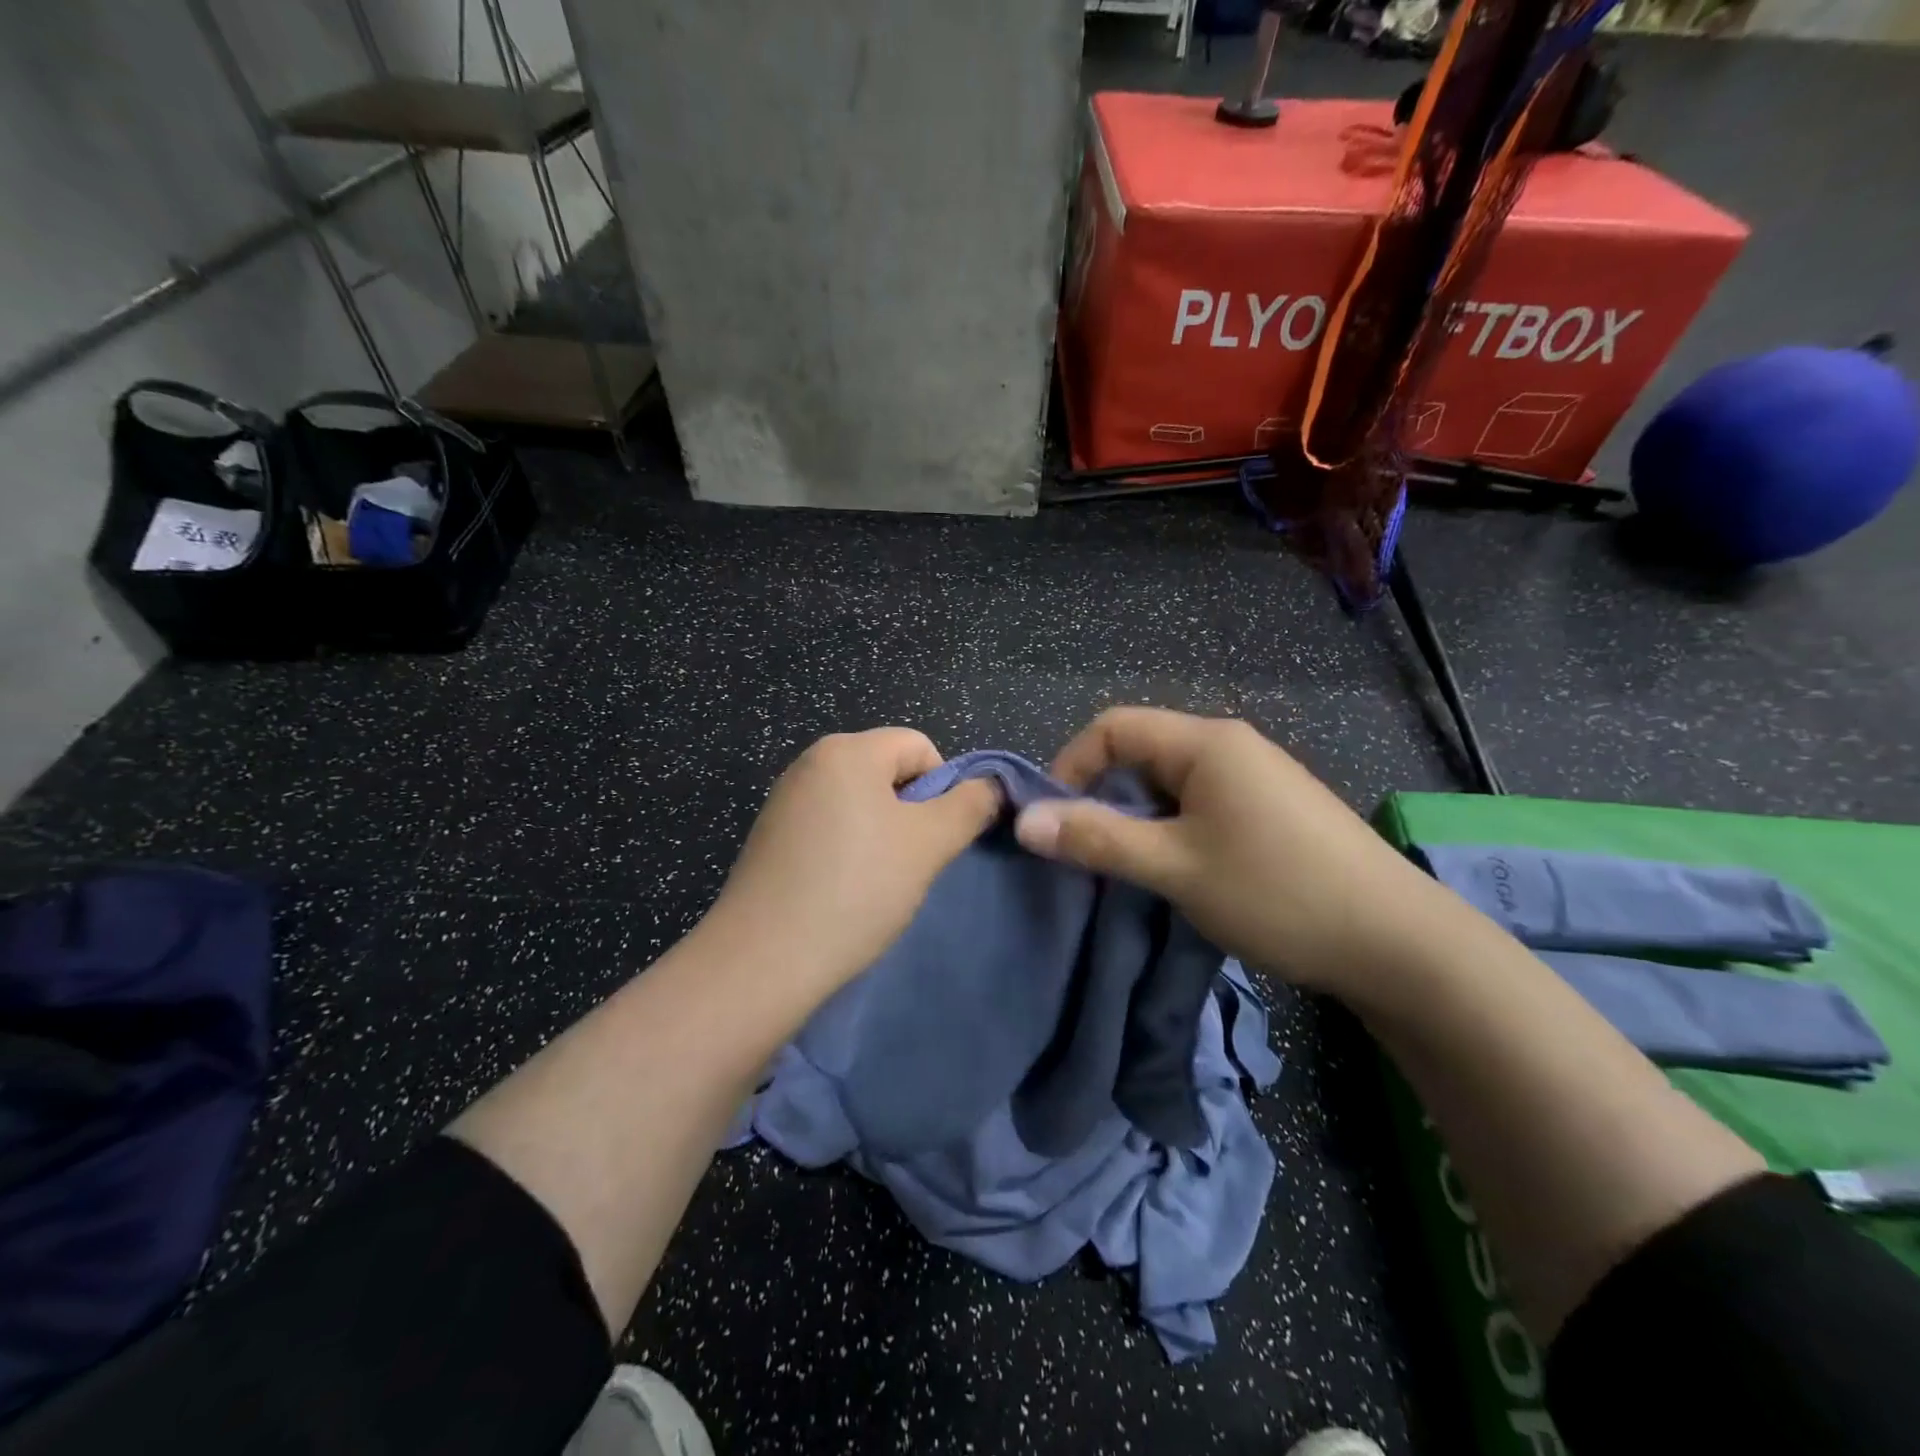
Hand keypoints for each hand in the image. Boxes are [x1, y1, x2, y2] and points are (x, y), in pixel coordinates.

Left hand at [708, 728, 1001, 994]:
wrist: (763, 960)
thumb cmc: (857, 888)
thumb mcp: (930, 844)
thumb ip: (970, 806)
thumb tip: (991, 787)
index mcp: (847, 750)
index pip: (919, 746)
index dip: (942, 788)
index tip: (936, 839)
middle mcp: (810, 762)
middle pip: (887, 772)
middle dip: (911, 812)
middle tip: (911, 863)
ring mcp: (785, 800)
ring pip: (859, 803)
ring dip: (882, 835)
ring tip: (877, 882)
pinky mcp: (770, 837)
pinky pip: (828, 827)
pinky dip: (847, 851)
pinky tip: (843, 891)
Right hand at [1012, 707, 1449, 992]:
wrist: (1397, 943)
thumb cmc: (1276, 893)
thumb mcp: (1175, 867)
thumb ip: (1098, 838)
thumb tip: (1024, 820)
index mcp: (1206, 742)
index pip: (1113, 727)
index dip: (1071, 766)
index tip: (1054, 820)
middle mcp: (1231, 745)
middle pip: (1142, 751)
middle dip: (1105, 795)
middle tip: (1090, 851)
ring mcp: (1258, 776)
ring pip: (1171, 781)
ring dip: (1139, 817)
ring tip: (1132, 867)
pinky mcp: (1274, 808)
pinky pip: (1202, 801)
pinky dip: (1173, 827)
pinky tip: (1182, 870)